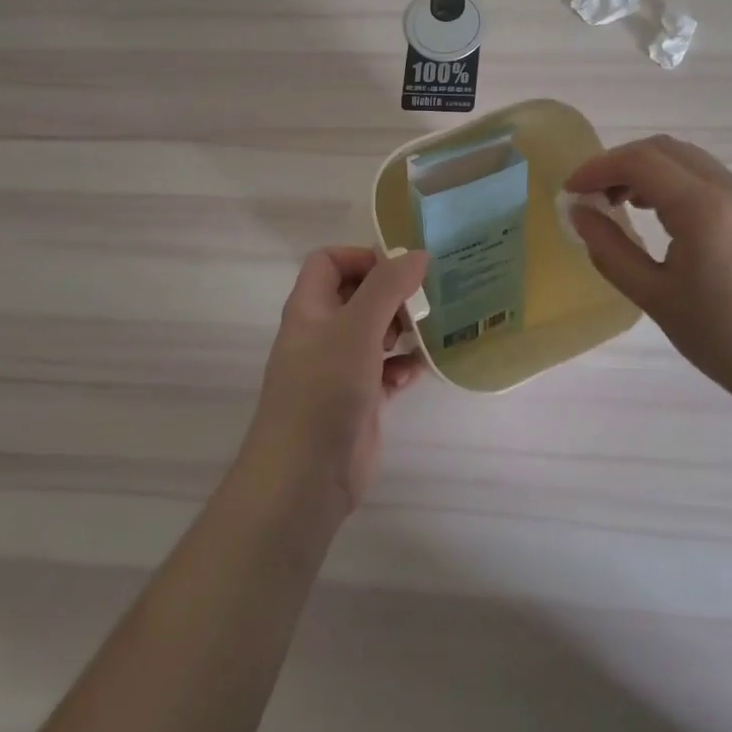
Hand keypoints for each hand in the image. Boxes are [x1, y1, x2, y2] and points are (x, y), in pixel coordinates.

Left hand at [239, 247, 428, 520]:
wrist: (305, 477)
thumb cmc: (325, 389)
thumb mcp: (357, 327)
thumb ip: (388, 286)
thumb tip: (418, 254)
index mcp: (309, 308)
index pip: (328, 261)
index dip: (361, 257)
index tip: (399, 270)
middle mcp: (321, 333)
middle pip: (356, 295)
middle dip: (390, 293)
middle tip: (421, 301)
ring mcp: (338, 368)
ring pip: (373, 333)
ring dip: (401, 328)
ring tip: (425, 332)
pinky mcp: (357, 399)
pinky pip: (385, 370)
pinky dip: (402, 365)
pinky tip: (419, 370)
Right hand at [564, 135, 731, 401]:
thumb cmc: (724, 340)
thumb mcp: (654, 298)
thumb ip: (610, 250)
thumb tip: (578, 213)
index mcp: (704, 208)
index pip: (640, 161)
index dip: (597, 168)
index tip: (571, 190)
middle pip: (664, 150)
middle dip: (621, 163)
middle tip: (593, 195)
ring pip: (689, 161)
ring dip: (649, 171)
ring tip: (622, 205)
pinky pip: (710, 179)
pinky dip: (676, 183)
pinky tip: (664, 218)